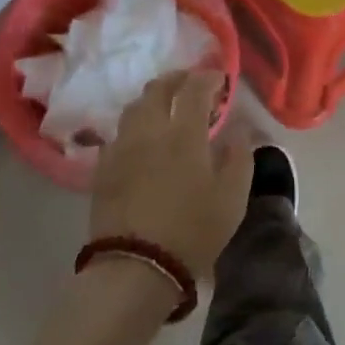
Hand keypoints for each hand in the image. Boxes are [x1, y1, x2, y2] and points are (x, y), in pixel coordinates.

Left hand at [90, 69, 252, 285]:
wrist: (135, 267)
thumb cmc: (192, 231)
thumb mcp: (232, 198)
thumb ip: (240, 156)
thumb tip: (241, 129)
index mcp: (184, 133)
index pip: (194, 88)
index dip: (208, 77)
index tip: (220, 79)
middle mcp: (149, 130)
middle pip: (158, 88)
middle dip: (177, 79)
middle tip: (191, 83)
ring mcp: (122, 147)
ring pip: (134, 106)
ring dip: (153, 98)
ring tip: (166, 107)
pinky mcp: (103, 168)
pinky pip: (119, 133)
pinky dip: (135, 126)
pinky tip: (142, 139)